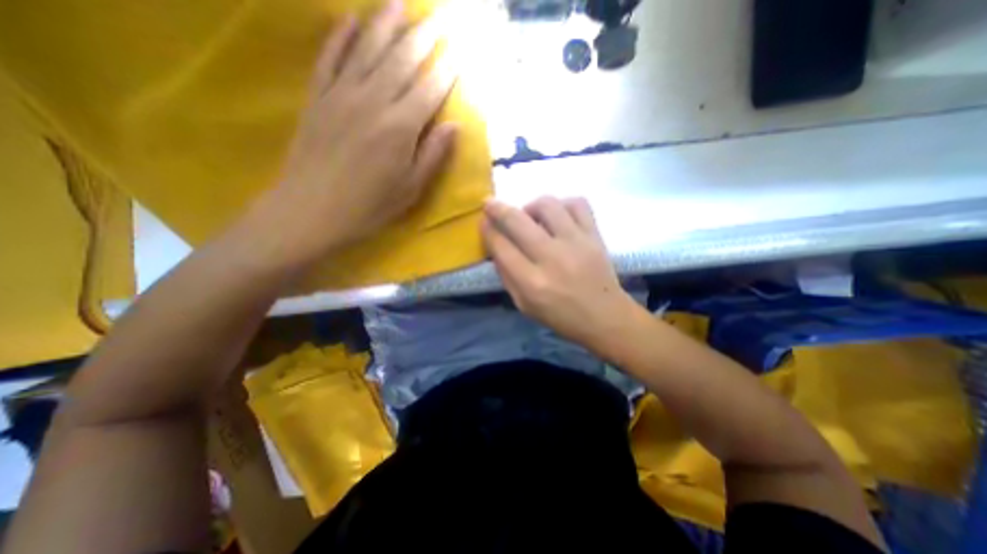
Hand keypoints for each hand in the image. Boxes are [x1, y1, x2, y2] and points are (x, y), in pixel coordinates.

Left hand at [251, 0, 457, 267]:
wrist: (312, 211)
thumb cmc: (370, 206)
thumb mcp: (411, 189)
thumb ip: (434, 154)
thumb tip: (454, 125)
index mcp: (401, 128)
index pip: (430, 89)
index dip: (447, 68)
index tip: (459, 49)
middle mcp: (374, 101)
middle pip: (402, 60)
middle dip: (423, 36)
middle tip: (438, 17)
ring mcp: (342, 95)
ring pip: (367, 49)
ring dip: (385, 22)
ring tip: (399, 2)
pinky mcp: (318, 98)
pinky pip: (330, 58)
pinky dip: (339, 35)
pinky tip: (349, 18)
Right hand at [482, 195, 643, 350]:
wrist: (604, 317)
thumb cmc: (560, 316)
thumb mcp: (524, 305)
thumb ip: (506, 275)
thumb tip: (496, 245)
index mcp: (532, 283)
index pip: (501, 247)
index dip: (487, 230)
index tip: (483, 222)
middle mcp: (552, 258)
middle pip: (517, 221)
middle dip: (497, 209)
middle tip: (490, 205)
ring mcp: (576, 243)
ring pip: (547, 205)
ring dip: (530, 205)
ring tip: (530, 216)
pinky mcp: (594, 236)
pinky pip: (577, 204)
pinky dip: (562, 204)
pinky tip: (557, 215)